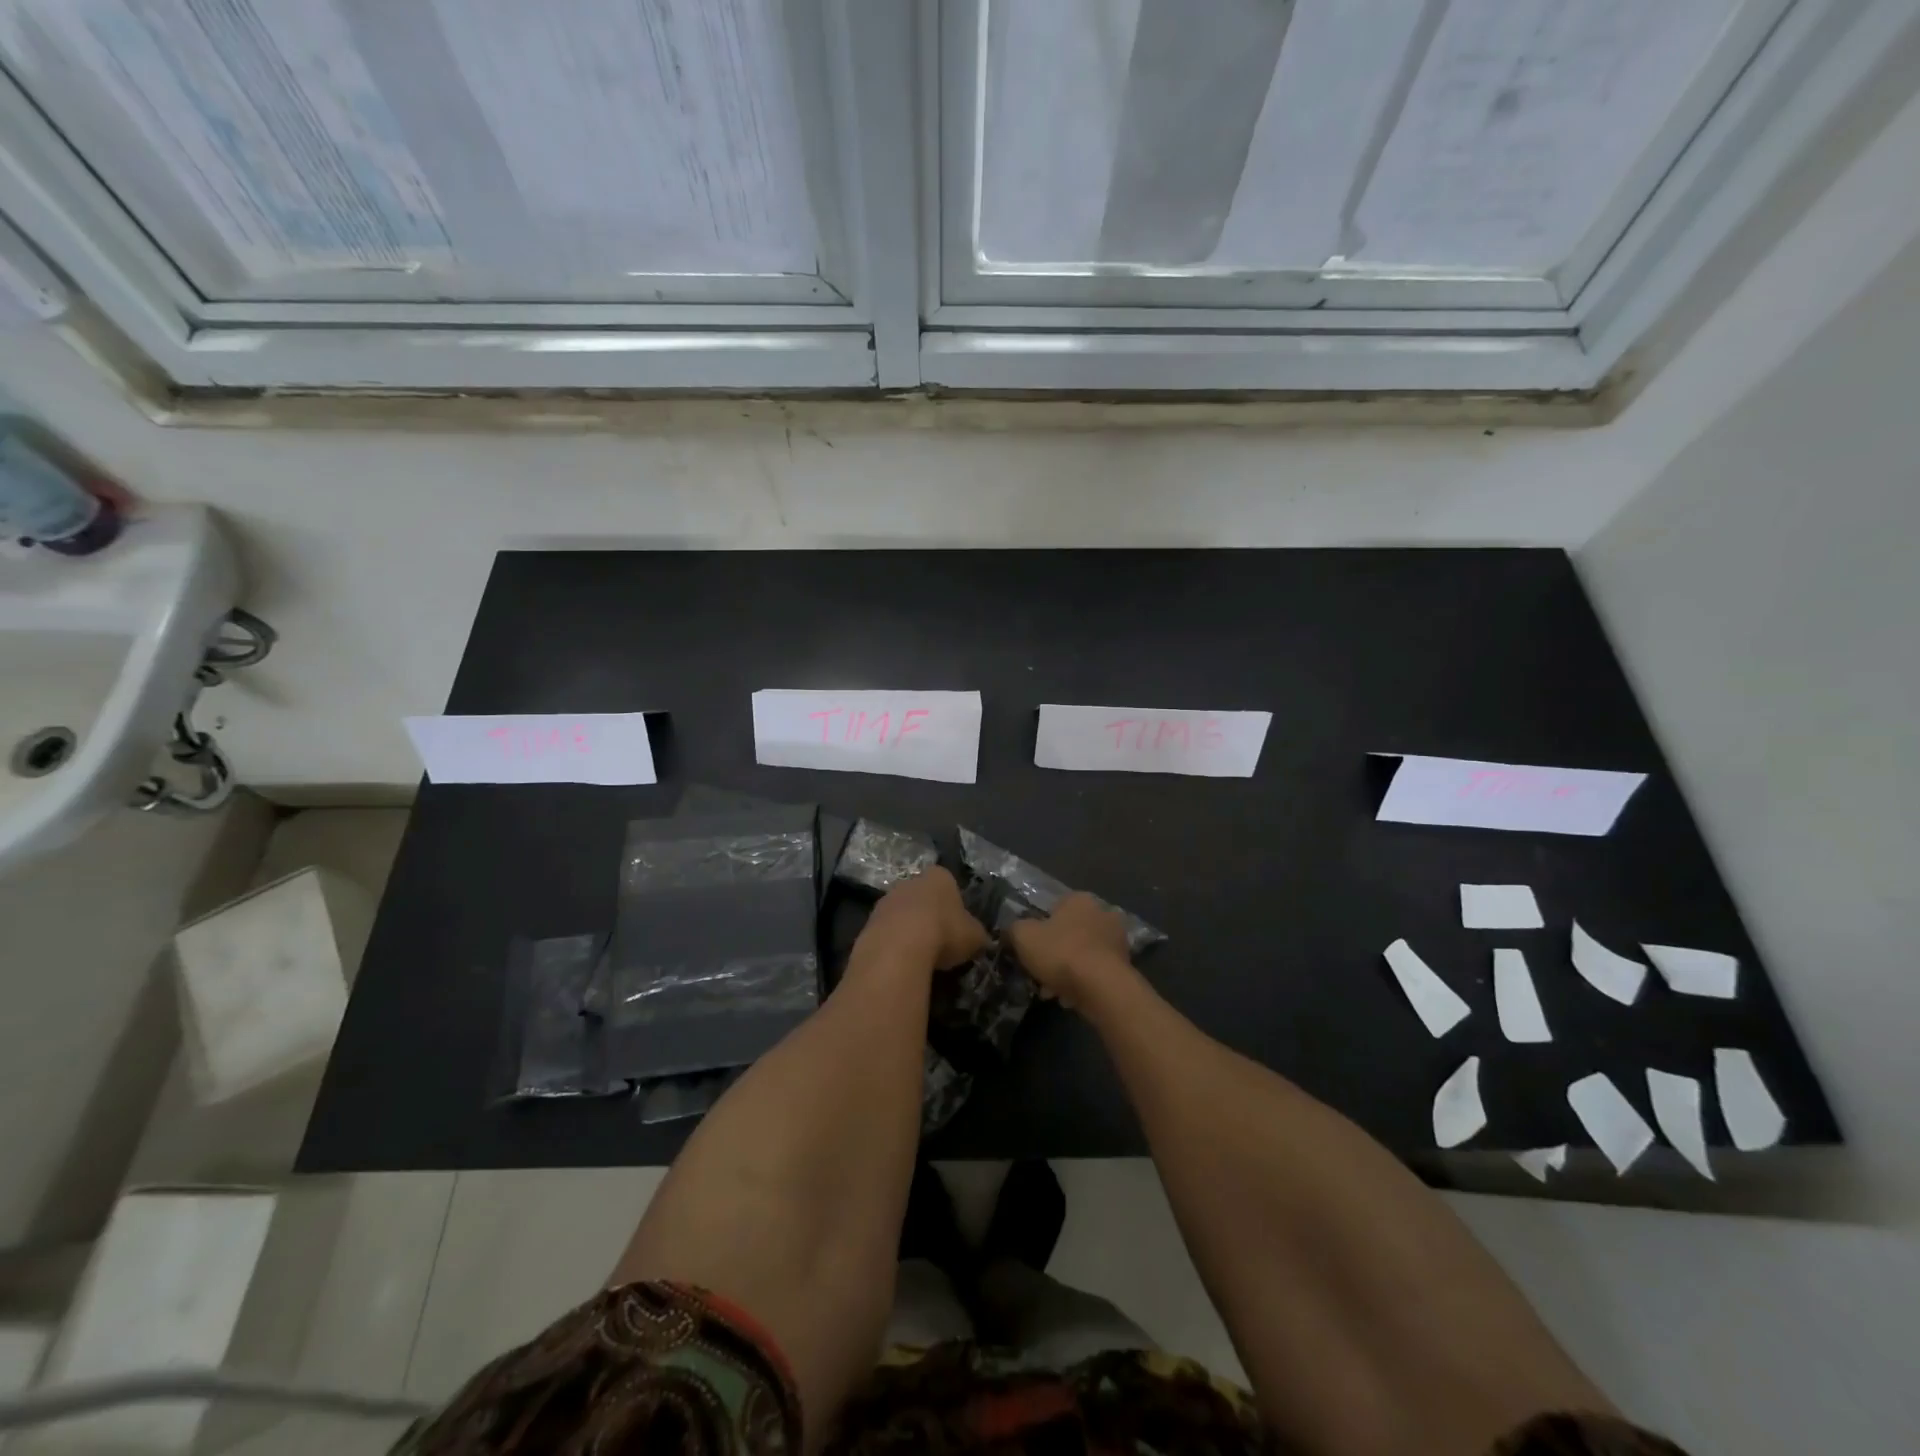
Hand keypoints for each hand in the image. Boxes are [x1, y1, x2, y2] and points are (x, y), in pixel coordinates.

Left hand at [864, 867, 989, 971]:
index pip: (950, 885)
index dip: (955, 907)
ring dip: (909, 930)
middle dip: (930, 916)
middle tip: (940, 942)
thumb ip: (978, 935)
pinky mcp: (869, 921)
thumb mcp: (975, 937)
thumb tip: (980, 940)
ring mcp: (886, 899)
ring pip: (902, 914)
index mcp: (939, 876)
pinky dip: (894, 944)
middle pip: (923, 898)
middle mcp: (910, 881)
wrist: (899, 947)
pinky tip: (902, 961)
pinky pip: (887, 932)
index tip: (958, 928)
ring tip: (920, 956)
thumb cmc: (944, 932)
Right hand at [1007, 893, 1132, 1005]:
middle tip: (1039, 973)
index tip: (1030, 949)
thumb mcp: (1023, 936)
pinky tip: (1070, 999)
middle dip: (1053, 953)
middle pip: (1069, 933)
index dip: (1039, 929)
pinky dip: (1083, 983)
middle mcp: (1102, 913)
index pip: (1054, 908)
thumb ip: (1014, 930)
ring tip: (1052, 992)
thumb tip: (1012, 932)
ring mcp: (1117, 940)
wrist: (1102, 987)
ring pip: (1082, 954)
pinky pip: (1095, 972)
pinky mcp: (1125, 966)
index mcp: (1079, 899)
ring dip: (1067, 971)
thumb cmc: (1061, 952)